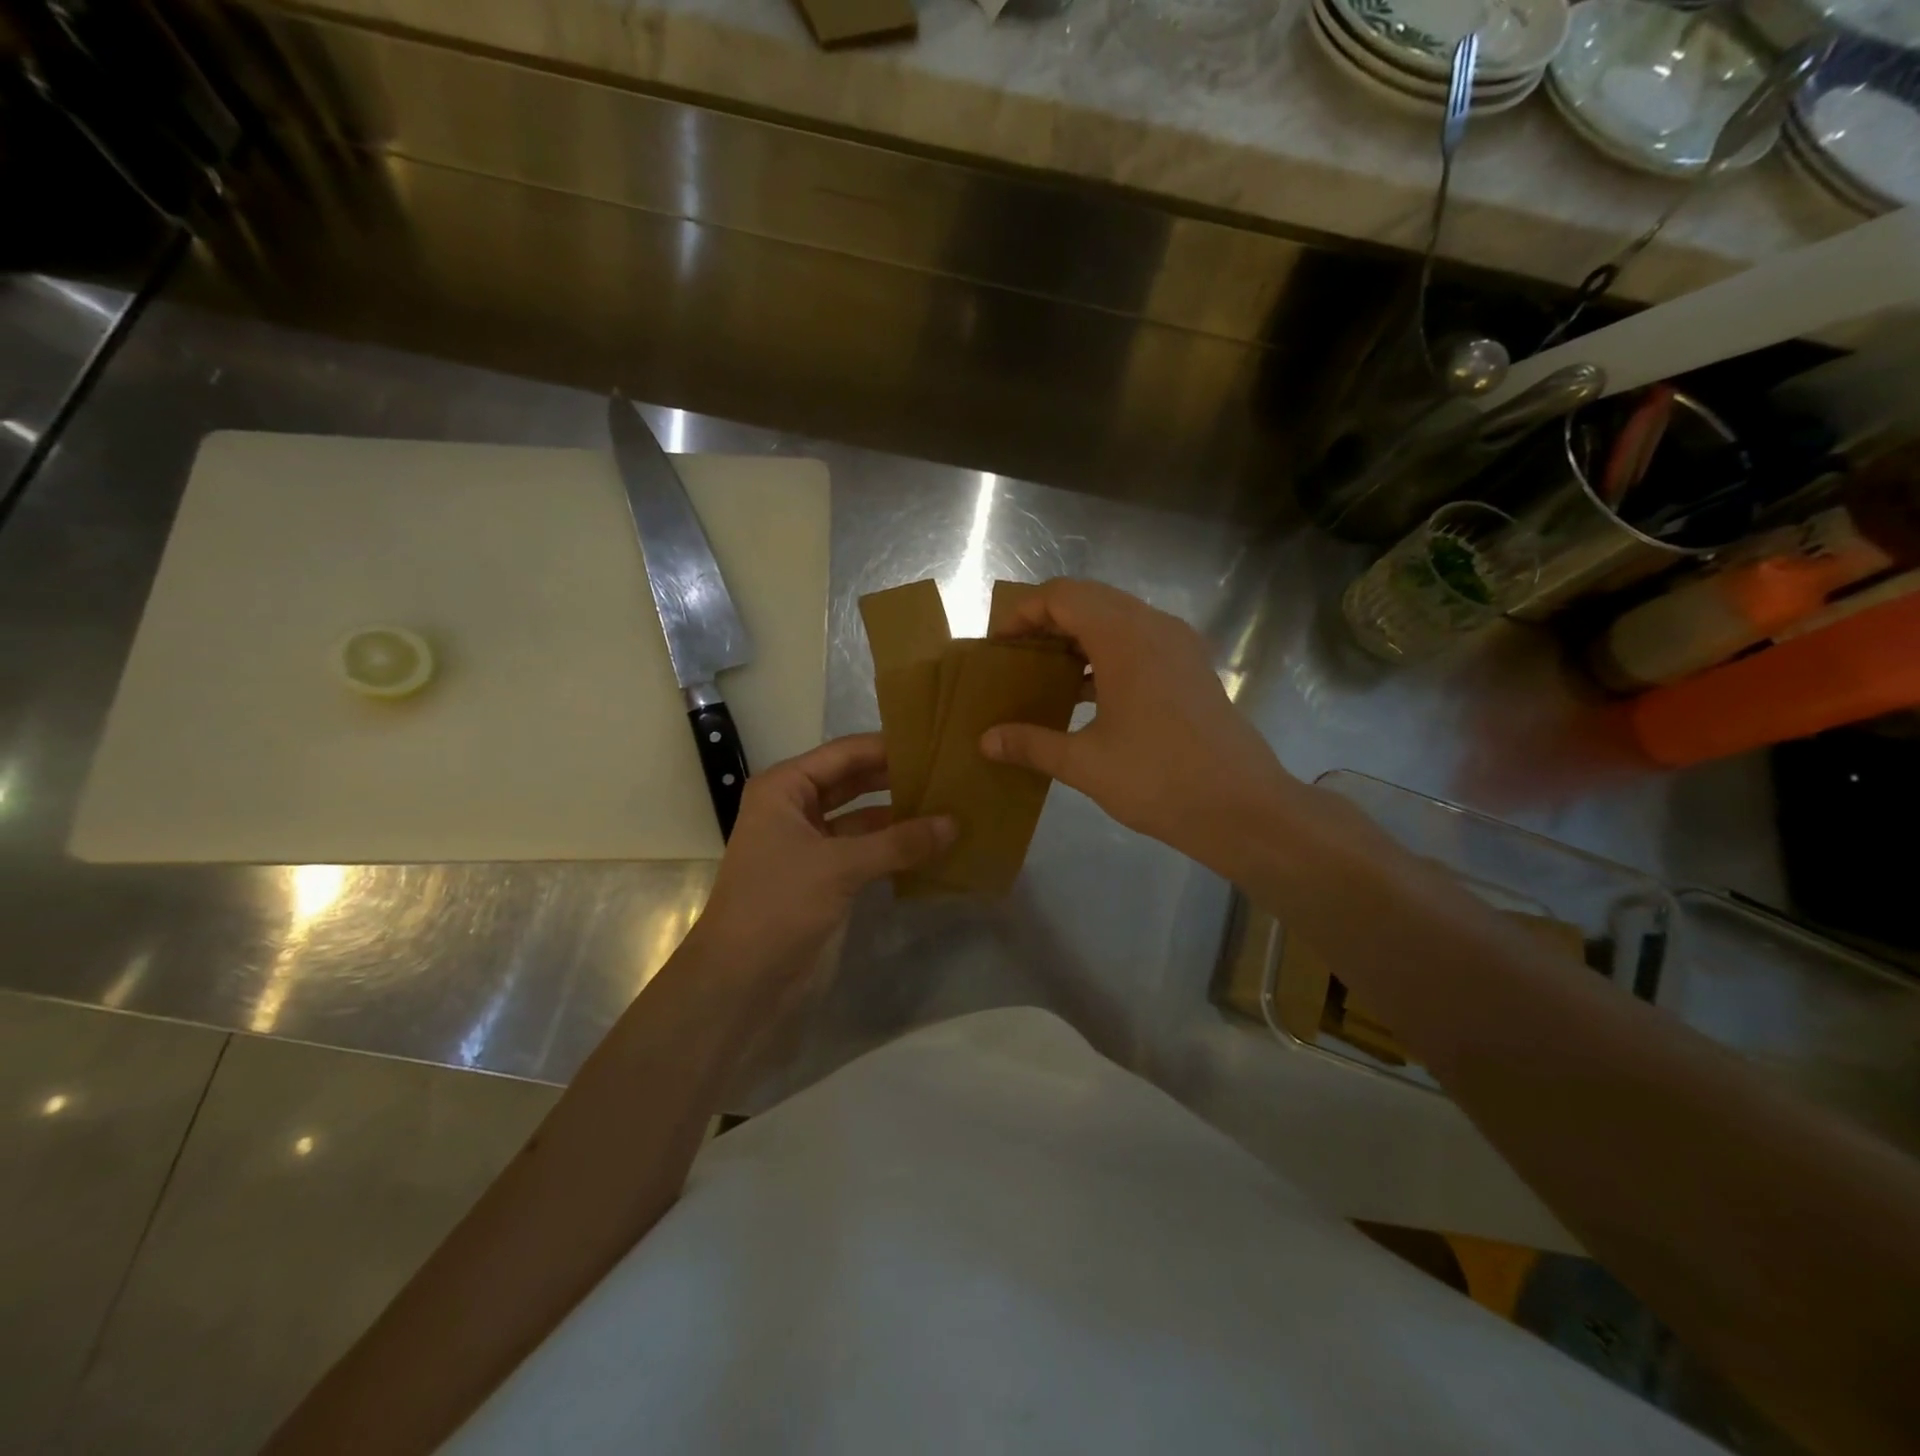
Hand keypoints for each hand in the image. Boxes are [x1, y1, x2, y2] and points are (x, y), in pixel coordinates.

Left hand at [694, 733, 954, 978]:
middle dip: (897, 779)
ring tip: (950, 805)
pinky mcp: (824, 877)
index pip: (845, 753)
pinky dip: (893, 848)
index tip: (937, 742)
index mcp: (785, 788)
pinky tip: (932, 845)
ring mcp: (810, 844)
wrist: (740, 983)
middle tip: (950, 772)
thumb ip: (898, 842)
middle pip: (855, 781)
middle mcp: (795, 808)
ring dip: (899, 815)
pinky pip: (865, 851)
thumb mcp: (839, 866)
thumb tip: (955, 823)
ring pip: (863, 818)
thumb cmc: (778, 905)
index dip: (889, 747)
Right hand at [979, 580, 1299, 875]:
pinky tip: (1085, 693)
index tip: (998, 645)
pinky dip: (1105, 654)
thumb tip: (985, 741)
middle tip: (1016, 656)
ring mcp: (1178, 645)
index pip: (1063, 596)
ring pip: (1116, 618)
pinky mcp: (1191, 667)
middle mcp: (1154, 627)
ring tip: (1044, 673)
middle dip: (1047, 621)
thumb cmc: (1160, 779)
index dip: (1024, 612)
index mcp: (1125, 638)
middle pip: (1089, 599)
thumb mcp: (1085, 764)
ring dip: (1077, 636)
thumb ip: (1031, 744)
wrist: (1243, 808)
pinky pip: (1138, 641)